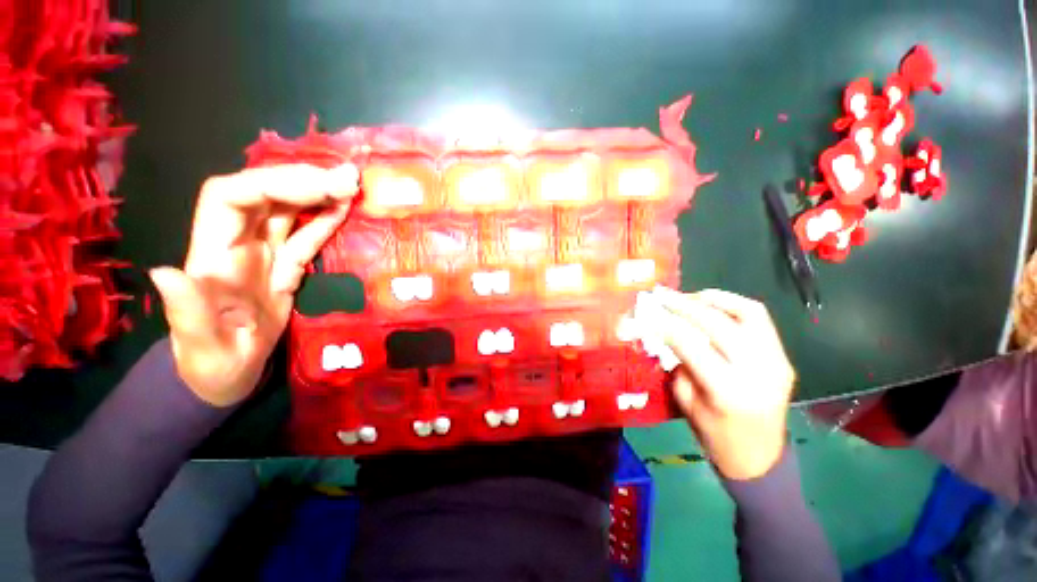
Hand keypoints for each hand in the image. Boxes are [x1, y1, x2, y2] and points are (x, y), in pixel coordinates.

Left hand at [149, 164, 358, 406]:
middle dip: (302, 180)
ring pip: (288, 209)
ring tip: (351, 184)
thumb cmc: (212, 364)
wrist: (228, 372)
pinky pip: (306, 234)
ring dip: (318, 192)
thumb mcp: (200, 346)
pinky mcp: (286, 265)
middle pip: (264, 194)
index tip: (318, 186)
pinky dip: (325, 218)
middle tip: (347, 178)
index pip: (231, 197)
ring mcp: (264, 253)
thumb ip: (187, 313)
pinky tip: (344, 207)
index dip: (271, 183)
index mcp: (212, 256)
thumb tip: (168, 272)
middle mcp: (236, 243)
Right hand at [652, 288, 795, 480]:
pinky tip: (713, 306)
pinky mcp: (783, 358)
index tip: (649, 312)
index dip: (666, 325)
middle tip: (663, 297)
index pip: (691, 345)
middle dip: (685, 306)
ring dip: (715, 299)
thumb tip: (668, 333)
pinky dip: (734, 306)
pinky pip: (759, 321)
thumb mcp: (686, 402)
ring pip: (748, 313)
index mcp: (727, 391)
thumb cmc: (715, 436)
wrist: (761, 458)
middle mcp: (757, 372)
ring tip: (690, 297)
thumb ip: (679, 364)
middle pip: (719, 324)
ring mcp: (776, 362)